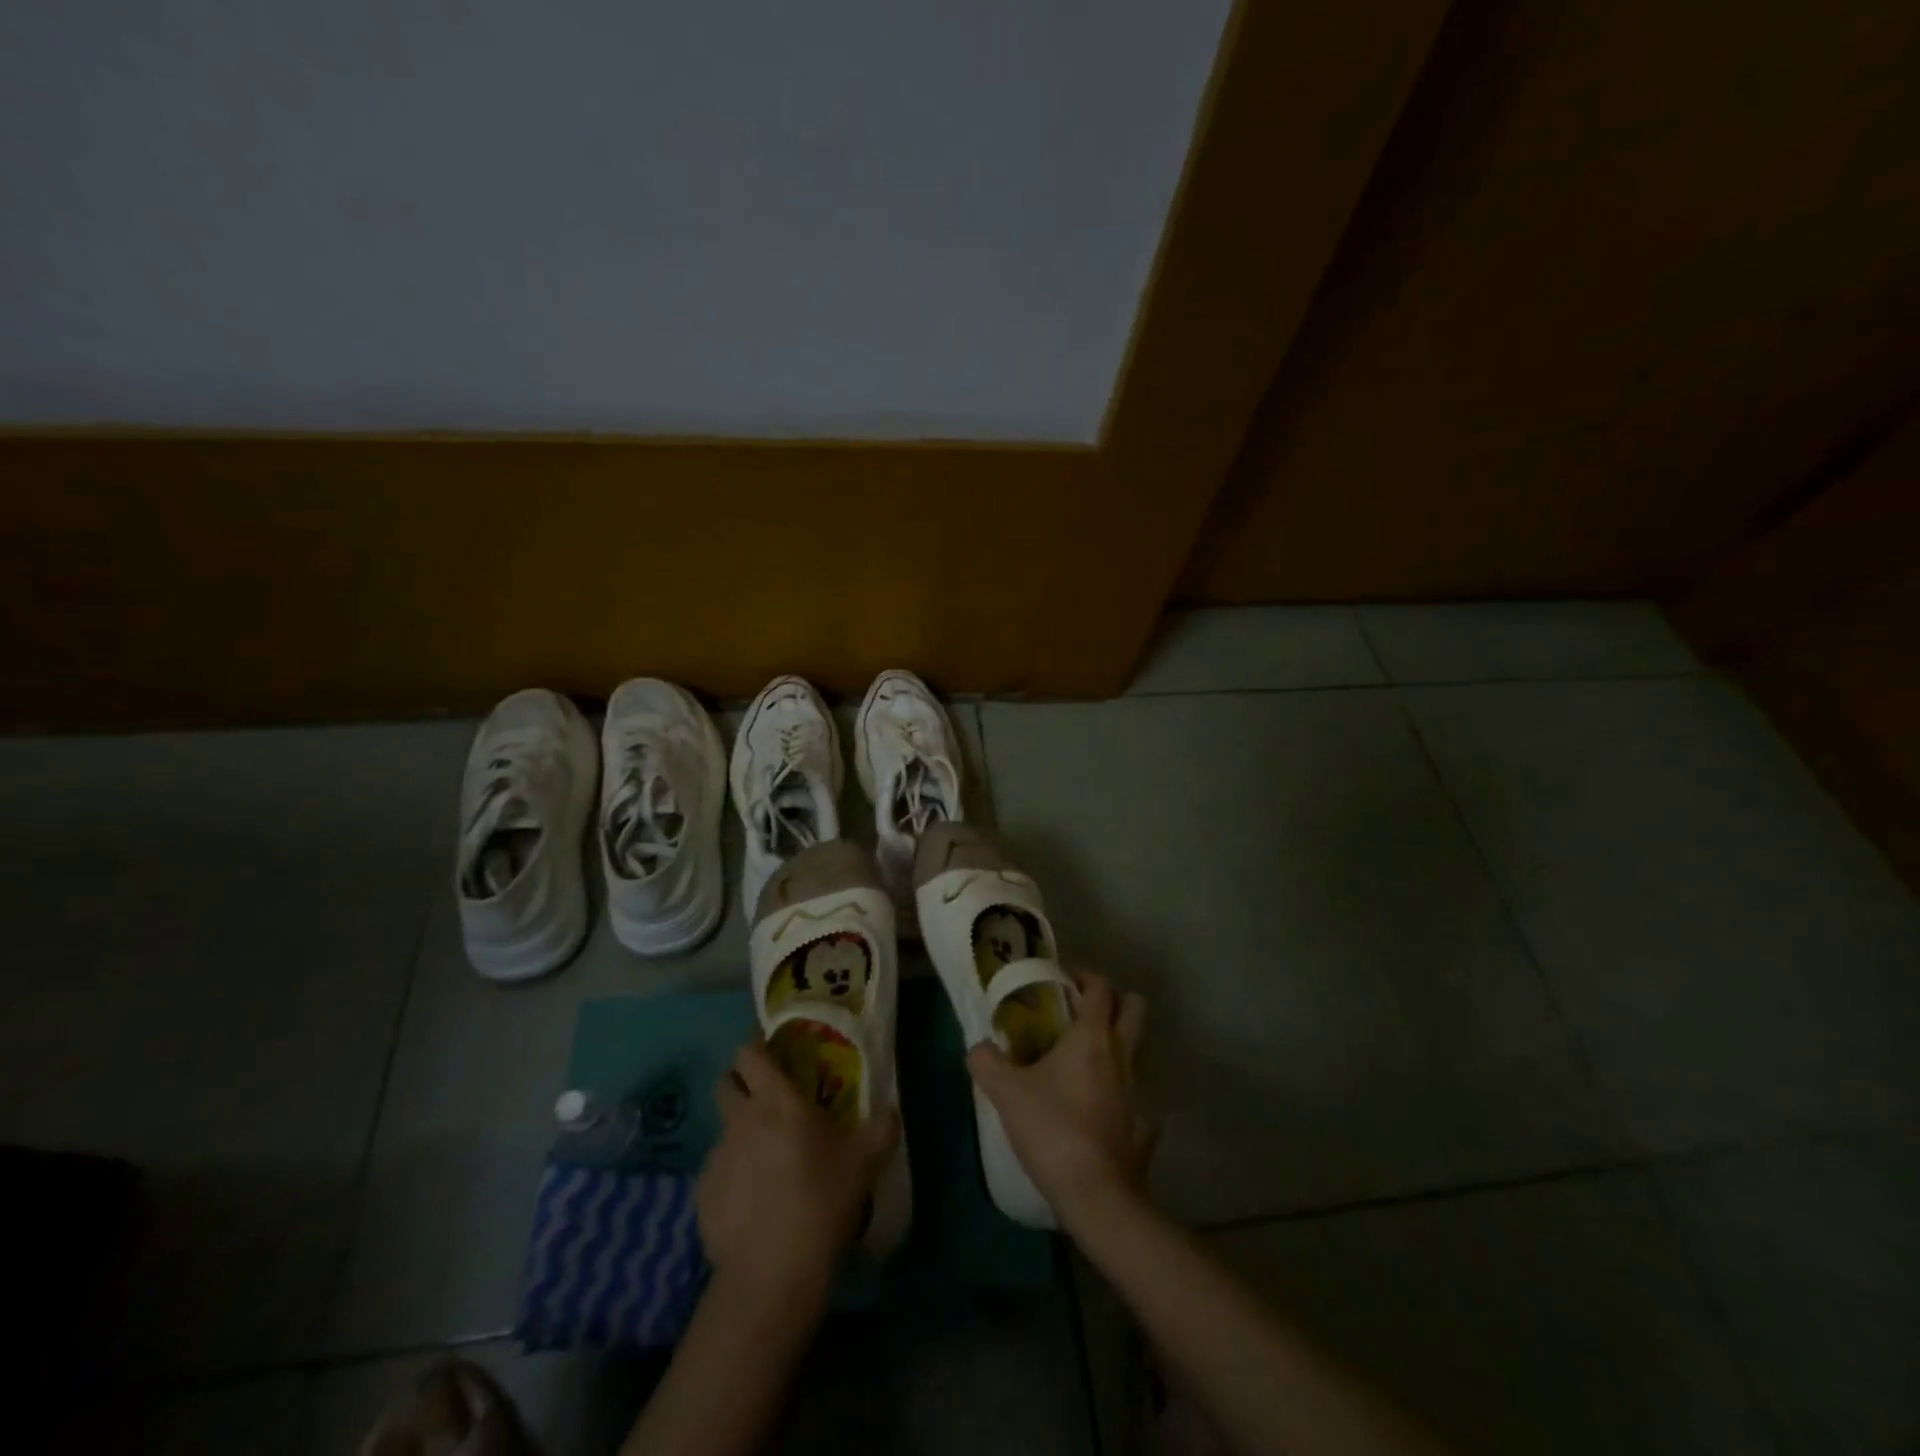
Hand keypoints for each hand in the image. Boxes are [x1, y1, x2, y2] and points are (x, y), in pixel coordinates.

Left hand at [698, 1039, 899, 1296]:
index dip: (756, 1046)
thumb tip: (891, 1110)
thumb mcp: (865, 1160)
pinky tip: (754, 1201)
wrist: (773, 1272)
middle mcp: (741, 1119)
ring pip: (724, 1128)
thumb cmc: (822, 1200)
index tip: (771, 1050)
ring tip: (766, 1160)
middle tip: (766, 1098)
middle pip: (726, 1083)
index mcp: (776, 1101)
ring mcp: (717, 1156)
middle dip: (741, 1082)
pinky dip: (733, 1175)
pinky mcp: (702, 1194)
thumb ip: (882, 1127)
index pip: (749, 1053)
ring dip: (741, 1133)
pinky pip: (718, 1170)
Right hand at [966, 970, 1152, 1228]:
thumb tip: (977, 1048)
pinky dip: (1121, 1099)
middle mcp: (1121, 1056)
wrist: (1096, 1195)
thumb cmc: (1053, 1130)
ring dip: (1116, 1048)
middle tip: (1083, 1012)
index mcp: (1092, 1037)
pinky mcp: (1144, 1128)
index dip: (1085, 976)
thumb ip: (986, 1062)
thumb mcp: (1006, 1093)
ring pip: (1135, 1053)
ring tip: (1082, 1064)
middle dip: (1116, 1001)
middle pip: (1135, 1009)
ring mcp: (1138, 1092)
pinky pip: (1136, 1102)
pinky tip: (1099, 1113)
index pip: (1101, 987)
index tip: (1064, 981)